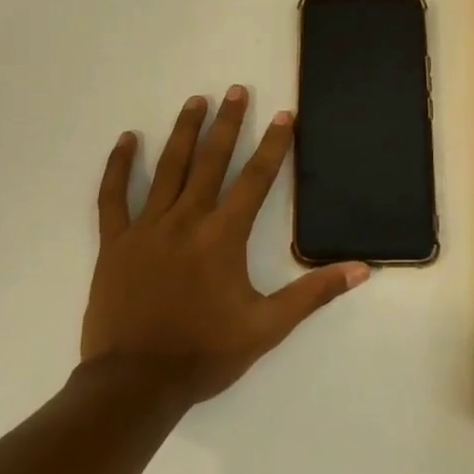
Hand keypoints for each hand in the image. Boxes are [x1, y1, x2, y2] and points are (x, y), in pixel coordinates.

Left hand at [81, 87, 370, 404]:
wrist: (135, 383)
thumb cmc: (205, 353)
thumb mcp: (268, 327)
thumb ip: (313, 293)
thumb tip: (361, 269)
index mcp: (223, 236)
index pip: (255, 179)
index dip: (273, 145)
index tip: (284, 115)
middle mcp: (186, 220)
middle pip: (211, 161)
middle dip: (227, 124)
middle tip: (236, 90)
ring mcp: (146, 228)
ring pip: (167, 169)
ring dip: (183, 132)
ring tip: (195, 101)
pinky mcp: (115, 243)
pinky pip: (112, 197)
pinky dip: (118, 166)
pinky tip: (125, 140)